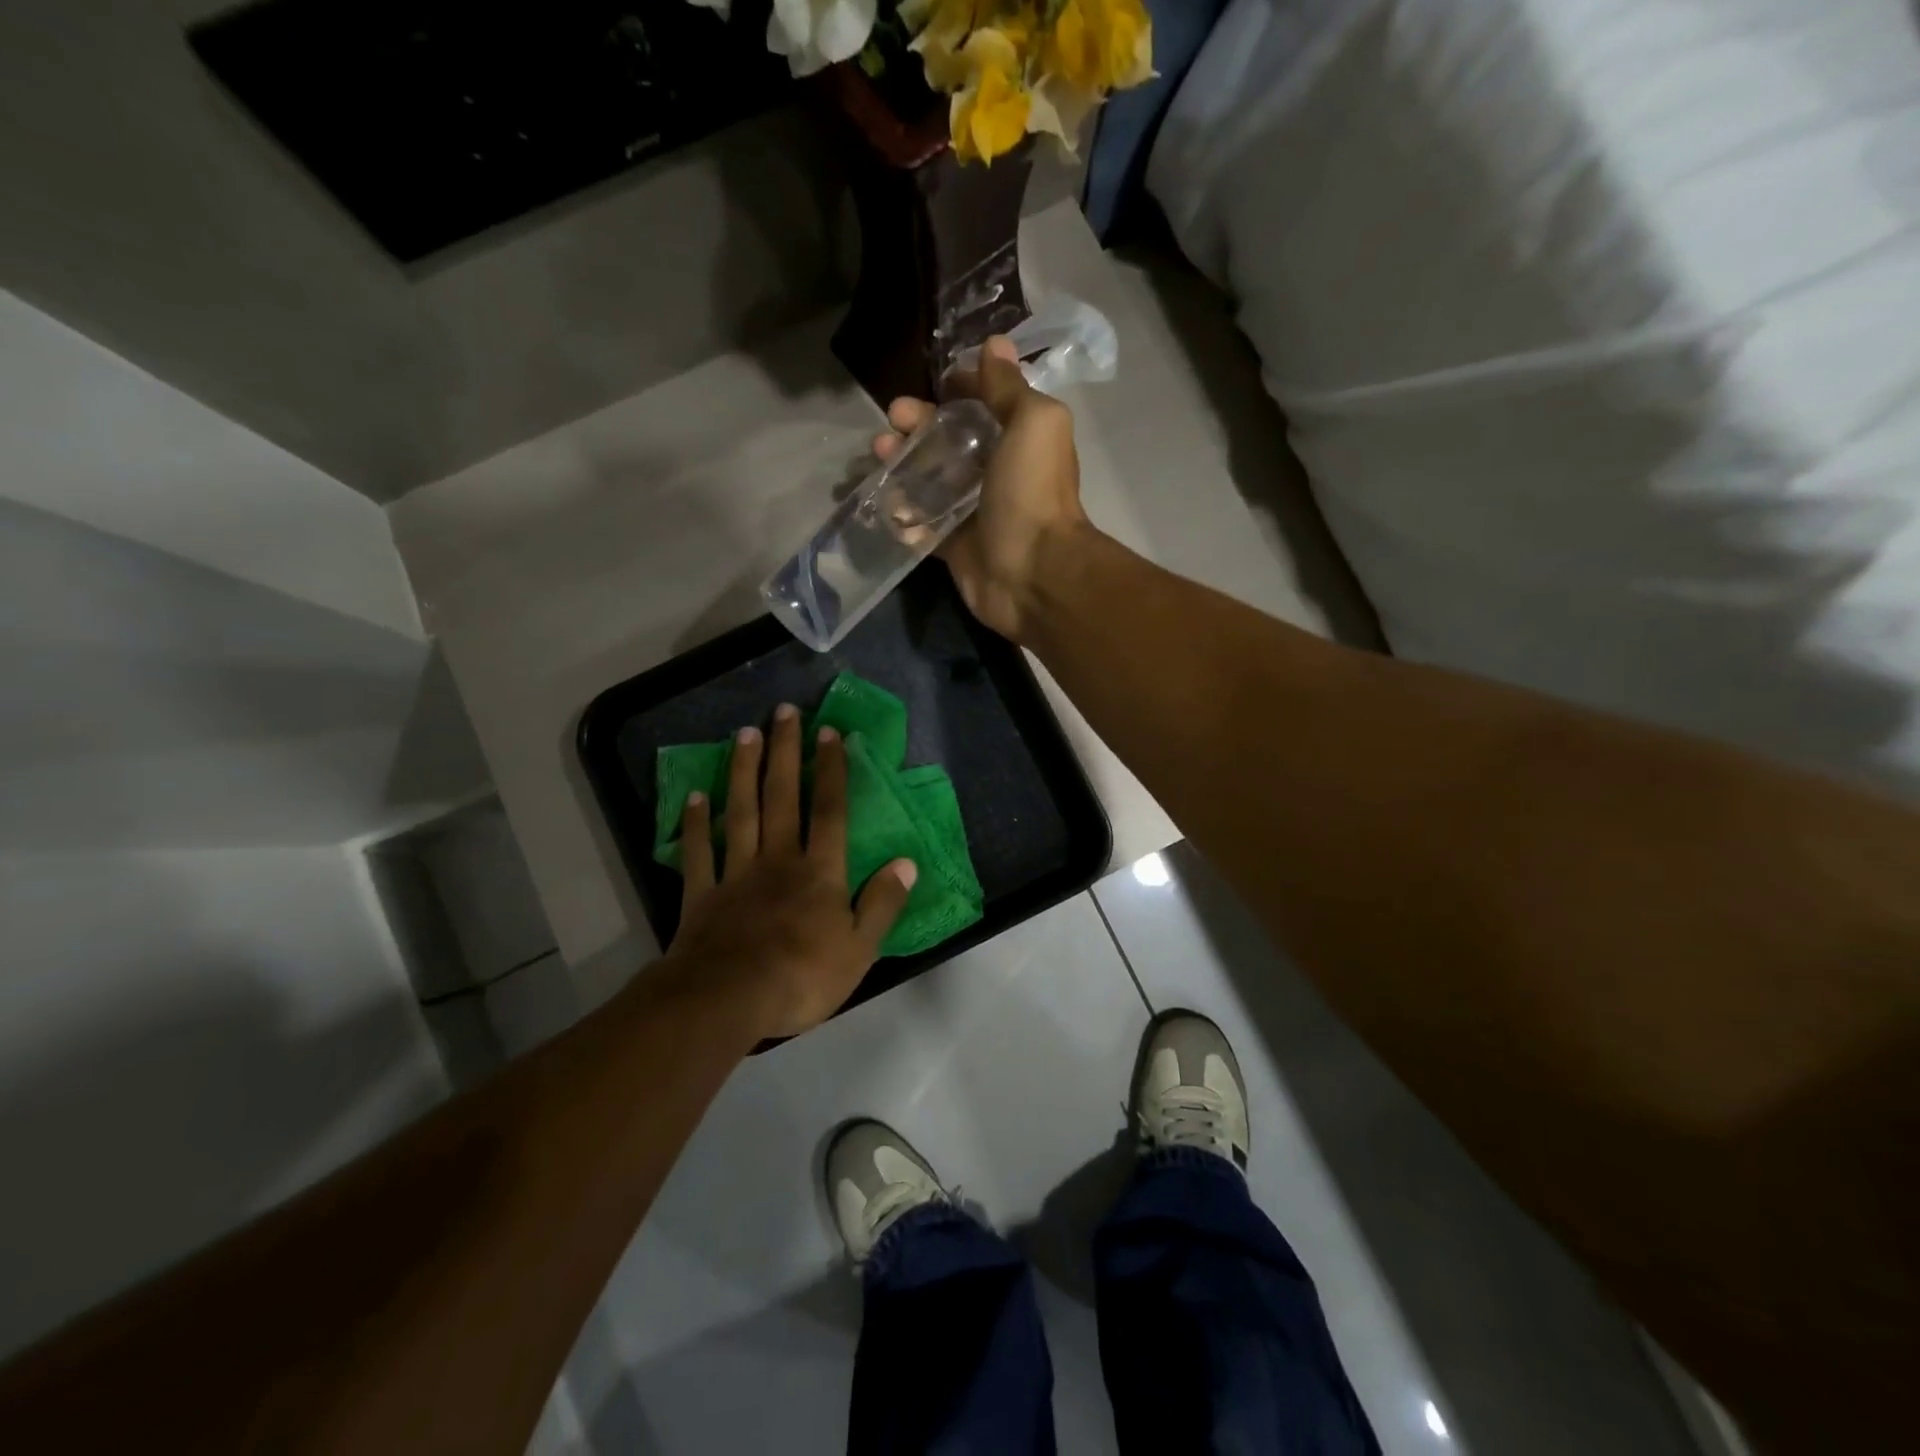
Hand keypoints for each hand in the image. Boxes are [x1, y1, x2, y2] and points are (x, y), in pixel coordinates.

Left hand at [658, 703, 916, 1040]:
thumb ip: (882, 903)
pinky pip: (700, 851)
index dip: (832, 770)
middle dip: (785, 752)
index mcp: (819, 872)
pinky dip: (696, 823)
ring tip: (745, 734)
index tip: (830, 732)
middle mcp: (778, 859)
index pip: (830, 811)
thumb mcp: (859, 949)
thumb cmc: (802, 977)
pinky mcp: (703, 894)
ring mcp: (736, 873)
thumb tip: (906, 862)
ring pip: (741, 812)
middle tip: (783, 712)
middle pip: (782, 797)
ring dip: (743, 771)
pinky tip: (695, 796)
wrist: (727, 1000)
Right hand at [874, 336, 1090, 642]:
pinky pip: (922, 527)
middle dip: (917, 427)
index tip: (929, 386)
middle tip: (890, 425)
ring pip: (930, 483)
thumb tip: (995, 345)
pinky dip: (903, 516)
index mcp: (1018, 440)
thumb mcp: (1032, 423)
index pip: (982, 406)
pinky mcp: (955, 548)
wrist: (1033, 574)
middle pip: (948, 442)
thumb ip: (1009, 387)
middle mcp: (996, 474)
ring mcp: (974, 513)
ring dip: (901, 467)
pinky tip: (886, 505)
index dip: (956, 391)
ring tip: (878, 457)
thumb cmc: (1032, 493)